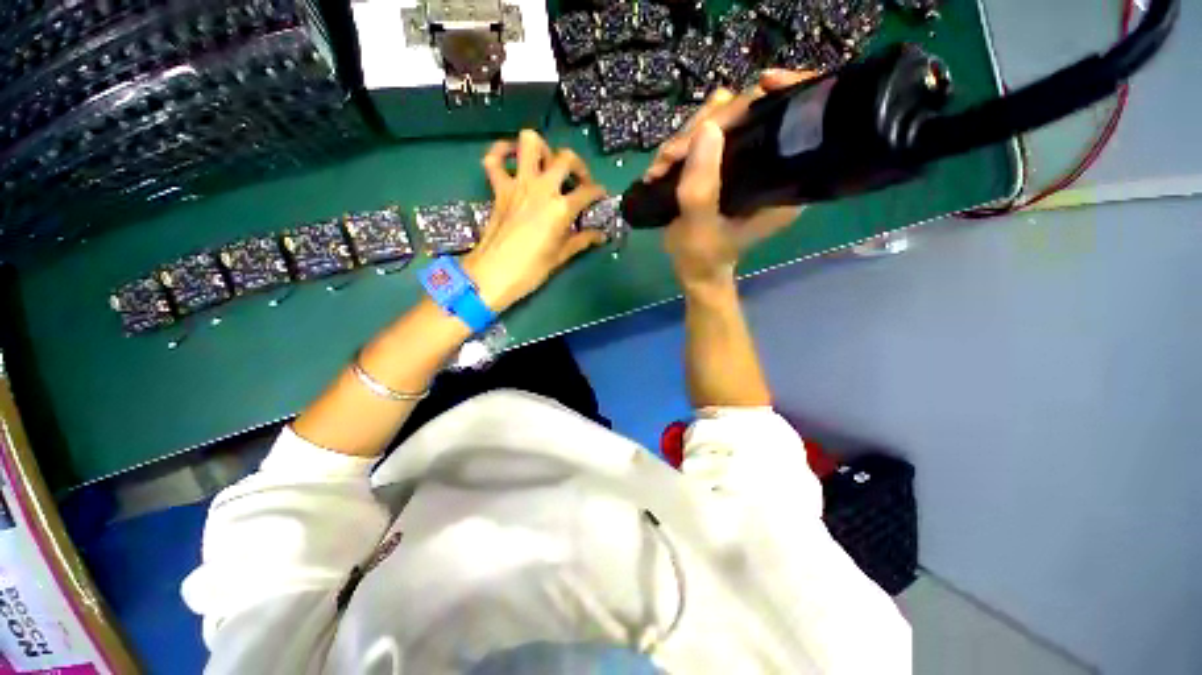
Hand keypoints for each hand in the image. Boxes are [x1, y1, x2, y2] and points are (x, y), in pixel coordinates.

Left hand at [463, 130, 607, 311]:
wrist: (493, 274)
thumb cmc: (531, 270)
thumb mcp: (561, 256)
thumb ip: (583, 240)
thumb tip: (601, 236)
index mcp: (561, 208)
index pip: (588, 191)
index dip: (599, 192)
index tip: (601, 197)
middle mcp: (542, 188)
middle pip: (566, 158)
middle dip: (578, 166)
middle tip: (578, 182)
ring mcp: (518, 184)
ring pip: (530, 142)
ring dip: (542, 149)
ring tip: (547, 166)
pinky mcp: (499, 188)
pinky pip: (494, 159)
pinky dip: (502, 152)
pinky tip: (512, 157)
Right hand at [647, 70, 814, 294]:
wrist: (694, 269)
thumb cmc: (703, 256)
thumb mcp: (699, 228)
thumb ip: (702, 187)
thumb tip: (708, 128)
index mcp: (782, 182)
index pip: (795, 122)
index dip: (785, 95)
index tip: (762, 84)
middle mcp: (769, 165)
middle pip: (749, 113)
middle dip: (706, 126)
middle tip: (671, 155)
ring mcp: (743, 162)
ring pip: (721, 121)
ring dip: (685, 138)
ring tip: (661, 166)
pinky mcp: (722, 164)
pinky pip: (703, 137)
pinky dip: (679, 146)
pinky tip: (662, 166)